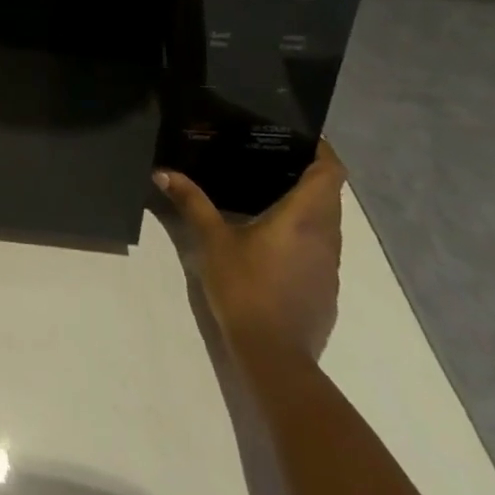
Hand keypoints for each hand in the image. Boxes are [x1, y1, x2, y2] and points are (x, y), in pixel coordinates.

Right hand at [156, 142, 346, 360]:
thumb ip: (192, 202)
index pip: (331, 172)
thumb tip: (163, 173)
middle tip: (274, 156)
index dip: (323, 150)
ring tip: (272, 189)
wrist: (276, 358)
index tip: (300, 136)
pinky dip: (307, 232)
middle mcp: (326, 237)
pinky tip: (275, 236)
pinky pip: (323, 247)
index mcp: (304, 218)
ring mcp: (330, 267)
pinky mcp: (326, 289)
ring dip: (310, 204)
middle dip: (310, 173)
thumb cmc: (246, 288)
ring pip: (329, 222)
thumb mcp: (212, 240)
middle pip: (331, 194)